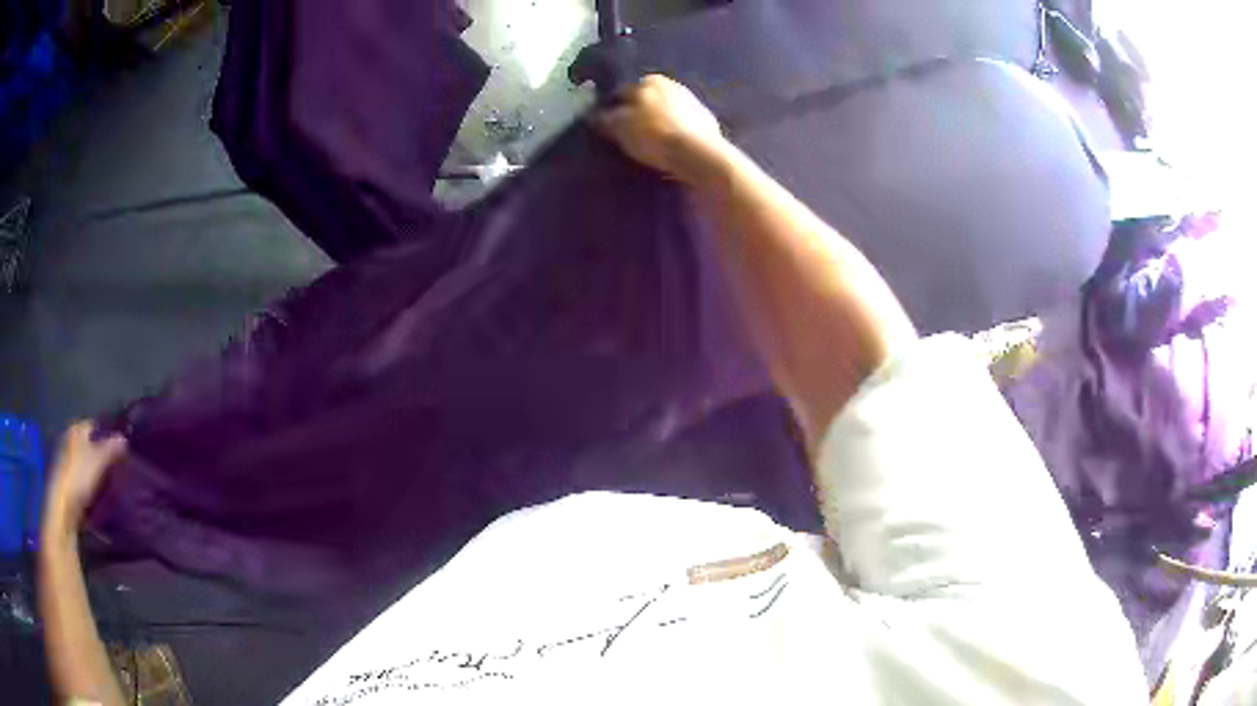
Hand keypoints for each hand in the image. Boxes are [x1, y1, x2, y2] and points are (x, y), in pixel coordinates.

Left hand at [44, 422, 126, 536]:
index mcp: (75, 429)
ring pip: (83, 463)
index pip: (94, 426)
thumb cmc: (79, 477)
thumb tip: (123, 438)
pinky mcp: (65, 481)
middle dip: (99, 455)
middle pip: (88, 445)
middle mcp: (68, 439)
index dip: (106, 436)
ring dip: (93, 472)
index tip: (118, 451)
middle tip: (115, 470)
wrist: (62, 507)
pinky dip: (87, 485)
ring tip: (107, 486)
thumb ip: (111, 448)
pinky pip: (79, 479)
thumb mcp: (98, 461)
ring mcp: (64, 461)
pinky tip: (95, 496)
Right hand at [596, 75, 728, 184]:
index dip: (612, 108)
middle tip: (630, 133)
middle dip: (638, 112)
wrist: (697, 152)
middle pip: (647, 99)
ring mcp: (692, 101)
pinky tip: (671, 145)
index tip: (608, 124)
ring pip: (666, 110)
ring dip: (658, 121)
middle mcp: (672, 84)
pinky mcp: (707, 120)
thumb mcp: (619, 127)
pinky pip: (683, 124)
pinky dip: (675, 130)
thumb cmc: (653, 135)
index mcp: (649, 80)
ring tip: (651, 141)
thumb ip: (606, 119)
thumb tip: (596, 116)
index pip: (622, 92)